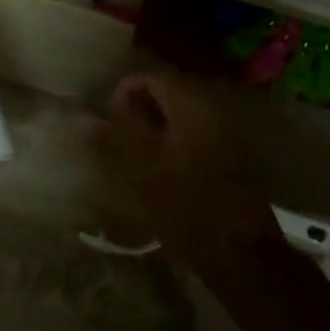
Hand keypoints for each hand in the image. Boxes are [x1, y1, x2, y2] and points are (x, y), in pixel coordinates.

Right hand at [92, 70, 279, 263]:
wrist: (242, 254)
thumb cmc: (187, 209)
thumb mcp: (142, 173)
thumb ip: (114, 139)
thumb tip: (88, 120)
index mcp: (191, 106)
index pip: (152, 76)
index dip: (124, 91)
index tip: (107, 121)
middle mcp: (213, 110)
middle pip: (168, 93)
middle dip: (138, 110)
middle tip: (116, 141)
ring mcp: (226, 133)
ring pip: (180, 116)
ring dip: (154, 129)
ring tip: (133, 159)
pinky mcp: (232, 157)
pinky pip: (195, 135)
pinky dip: (173, 143)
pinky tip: (160, 172)